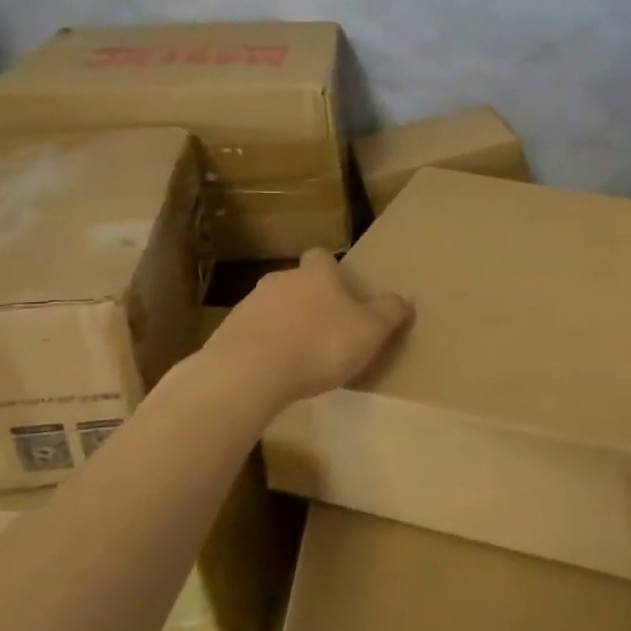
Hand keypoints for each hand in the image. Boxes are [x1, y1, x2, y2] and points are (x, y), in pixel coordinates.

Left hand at [206, 249, 412, 406]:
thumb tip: (403, 300)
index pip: (322, 256)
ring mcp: (248, 306)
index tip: (341, 291)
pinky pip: (252, 335)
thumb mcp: (371, 331)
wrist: (249, 373)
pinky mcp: (226, 334)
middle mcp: (280, 280)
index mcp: (316, 274)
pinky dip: (263, 347)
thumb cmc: (320, 345)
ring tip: (299, 357)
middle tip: (326, 329)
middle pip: (296, 282)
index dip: (332, 270)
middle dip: (309, 300)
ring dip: (284, 325)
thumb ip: (389, 312)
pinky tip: (273, 373)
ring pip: (272, 308)